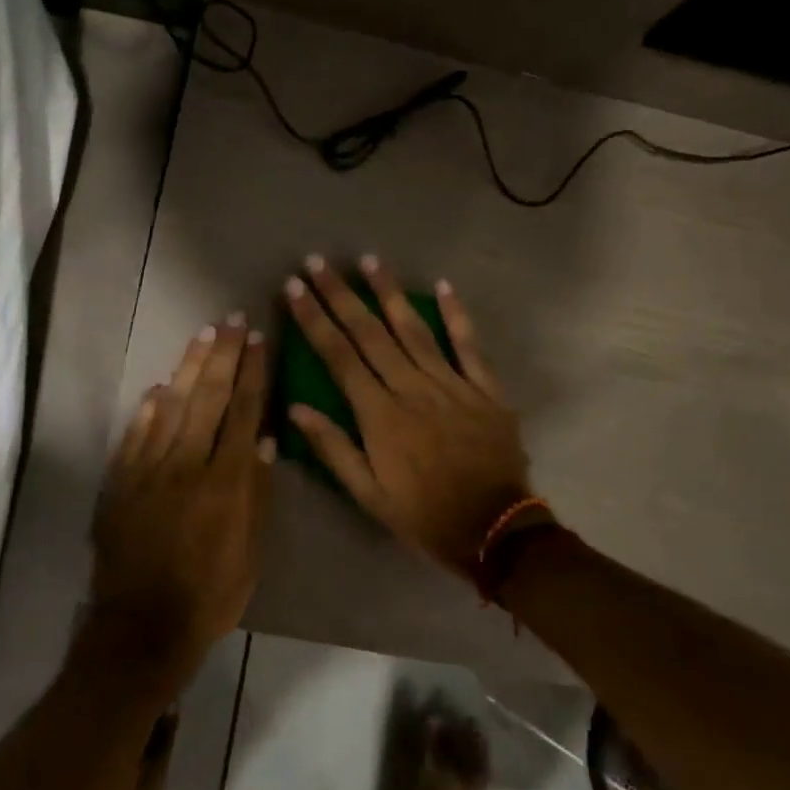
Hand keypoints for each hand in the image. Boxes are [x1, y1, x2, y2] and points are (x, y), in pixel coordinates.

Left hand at [90, 316, 275, 682]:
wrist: (140, 627)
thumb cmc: (209, 596)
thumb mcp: (249, 553)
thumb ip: (256, 494)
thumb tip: (263, 441)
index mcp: (225, 482)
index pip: (243, 414)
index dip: (253, 374)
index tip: (259, 340)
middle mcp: (186, 465)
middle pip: (208, 399)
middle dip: (223, 356)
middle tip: (232, 321)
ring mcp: (147, 470)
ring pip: (171, 407)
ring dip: (188, 368)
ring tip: (203, 335)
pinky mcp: (119, 483)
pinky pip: (134, 436)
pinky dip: (147, 410)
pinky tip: (158, 387)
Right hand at [284, 256, 533, 580]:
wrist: (494, 529)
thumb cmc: (423, 513)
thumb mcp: (368, 494)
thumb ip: (333, 448)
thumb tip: (297, 408)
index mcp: (380, 415)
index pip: (339, 356)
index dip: (314, 319)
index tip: (295, 289)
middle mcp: (412, 388)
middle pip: (370, 333)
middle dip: (341, 295)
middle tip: (318, 263)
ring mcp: (452, 384)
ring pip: (414, 329)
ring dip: (389, 293)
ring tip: (369, 261)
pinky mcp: (485, 388)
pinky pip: (469, 345)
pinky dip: (456, 315)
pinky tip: (443, 286)